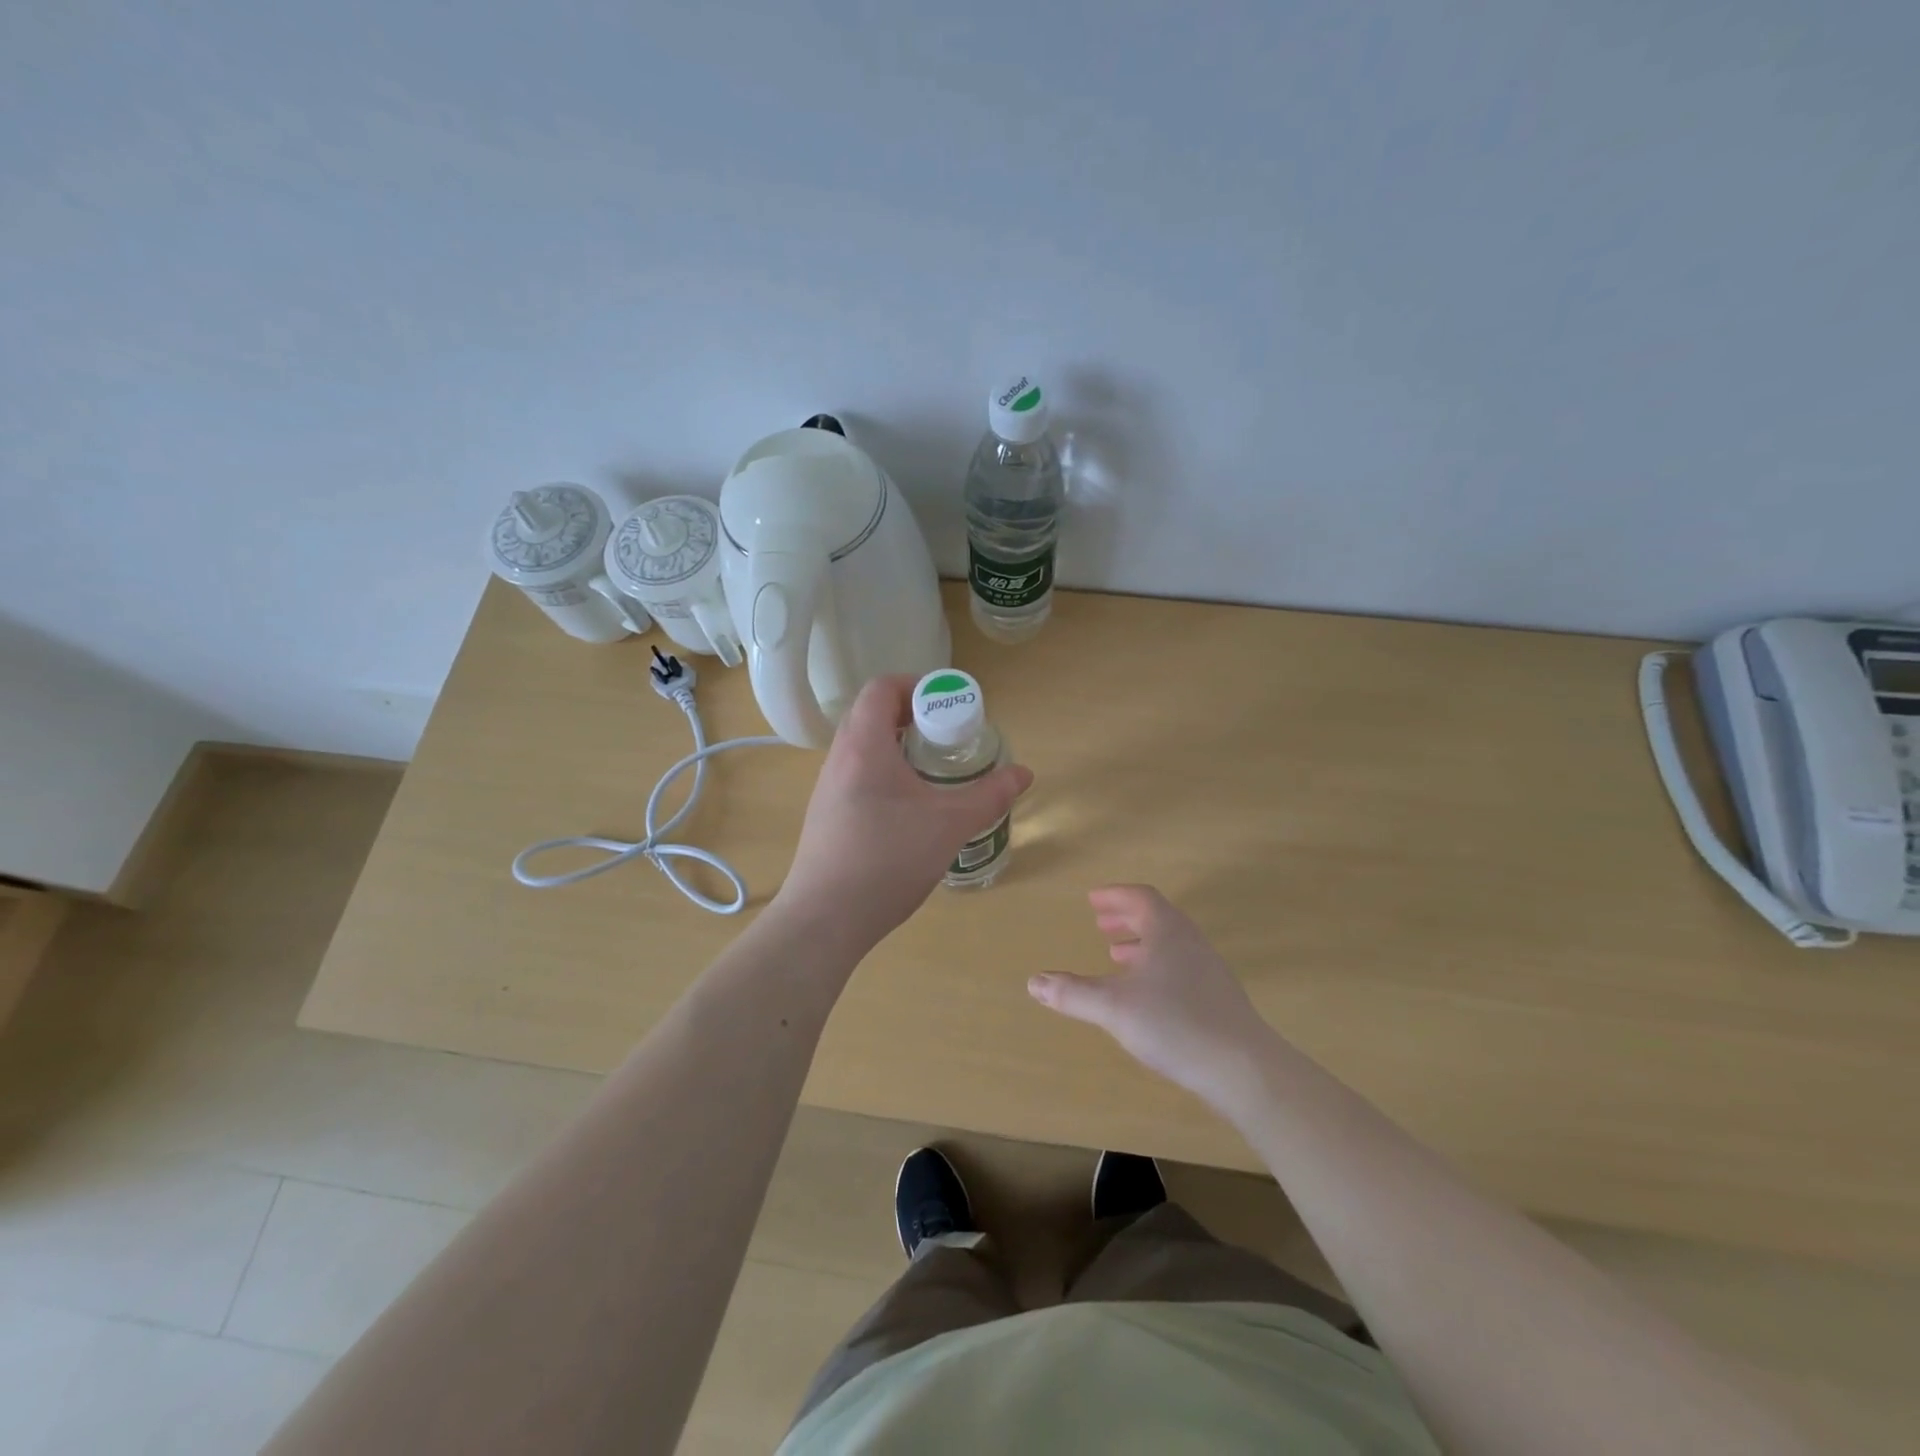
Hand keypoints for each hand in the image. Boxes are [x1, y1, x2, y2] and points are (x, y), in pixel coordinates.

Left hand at [775, 675, 1032, 949]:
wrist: (825, 919)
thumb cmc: (888, 860)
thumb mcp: (949, 825)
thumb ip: (990, 795)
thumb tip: (1024, 773)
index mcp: (864, 745)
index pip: (882, 688)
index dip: (917, 686)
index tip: (948, 707)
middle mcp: (840, 758)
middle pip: (872, 715)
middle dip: (914, 719)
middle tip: (948, 740)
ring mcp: (828, 788)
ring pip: (864, 749)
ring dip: (899, 749)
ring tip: (934, 775)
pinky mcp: (826, 816)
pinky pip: (857, 777)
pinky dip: (885, 776)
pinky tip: (909, 811)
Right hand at [1027, 885, 1272, 1110]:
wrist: (1244, 1068)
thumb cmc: (1176, 1024)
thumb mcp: (1114, 1008)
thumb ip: (1073, 993)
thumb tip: (1033, 981)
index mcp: (1168, 932)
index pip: (1141, 898)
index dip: (1116, 896)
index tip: (1093, 900)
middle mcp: (1191, 943)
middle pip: (1158, 918)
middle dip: (1127, 918)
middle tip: (1101, 924)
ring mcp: (1209, 971)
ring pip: (1171, 944)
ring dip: (1142, 943)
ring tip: (1117, 955)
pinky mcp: (1219, 999)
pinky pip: (1181, 967)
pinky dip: (1157, 967)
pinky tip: (1147, 995)